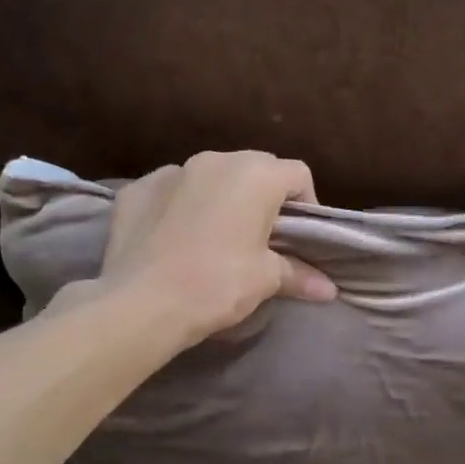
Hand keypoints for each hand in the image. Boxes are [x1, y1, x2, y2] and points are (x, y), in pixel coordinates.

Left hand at [88, 150, 336, 346]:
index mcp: (255, 175)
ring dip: (221, 198)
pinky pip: (170, 191)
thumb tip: (329, 290)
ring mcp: (171, 171)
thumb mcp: (265, 280)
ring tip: (217, 237)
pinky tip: (176, 238)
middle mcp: (215, 160)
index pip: (297, 175)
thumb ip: (299, 275)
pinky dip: (180, 206)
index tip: (299, 238)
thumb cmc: (218, 284)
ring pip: (210, 176)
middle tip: (262, 237)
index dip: (306, 204)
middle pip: (254, 169)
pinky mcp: (136, 189)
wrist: (141, 303)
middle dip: (263, 197)